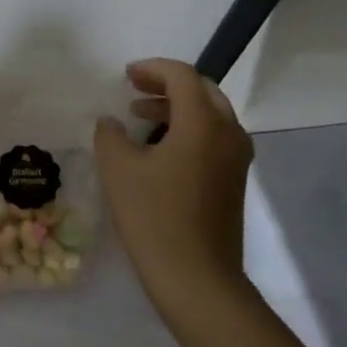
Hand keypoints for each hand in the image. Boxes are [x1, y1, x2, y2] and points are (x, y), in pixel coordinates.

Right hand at [94, 59, 253, 320]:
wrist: (196, 277)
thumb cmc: (154, 216)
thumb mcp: (118, 169)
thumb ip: (110, 135)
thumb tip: (112, 122)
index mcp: (203, 123)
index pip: (182, 77)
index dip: (153, 69)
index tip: (126, 75)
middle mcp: (228, 134)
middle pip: (202, 91)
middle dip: (168, 85)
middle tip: (135, 89)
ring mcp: (236, 159)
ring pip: (210, 116)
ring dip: (177, 108)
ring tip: (141, 116)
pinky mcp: (233, 181)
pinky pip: (213, 139)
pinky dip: (188, 130)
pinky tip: (159, 150)